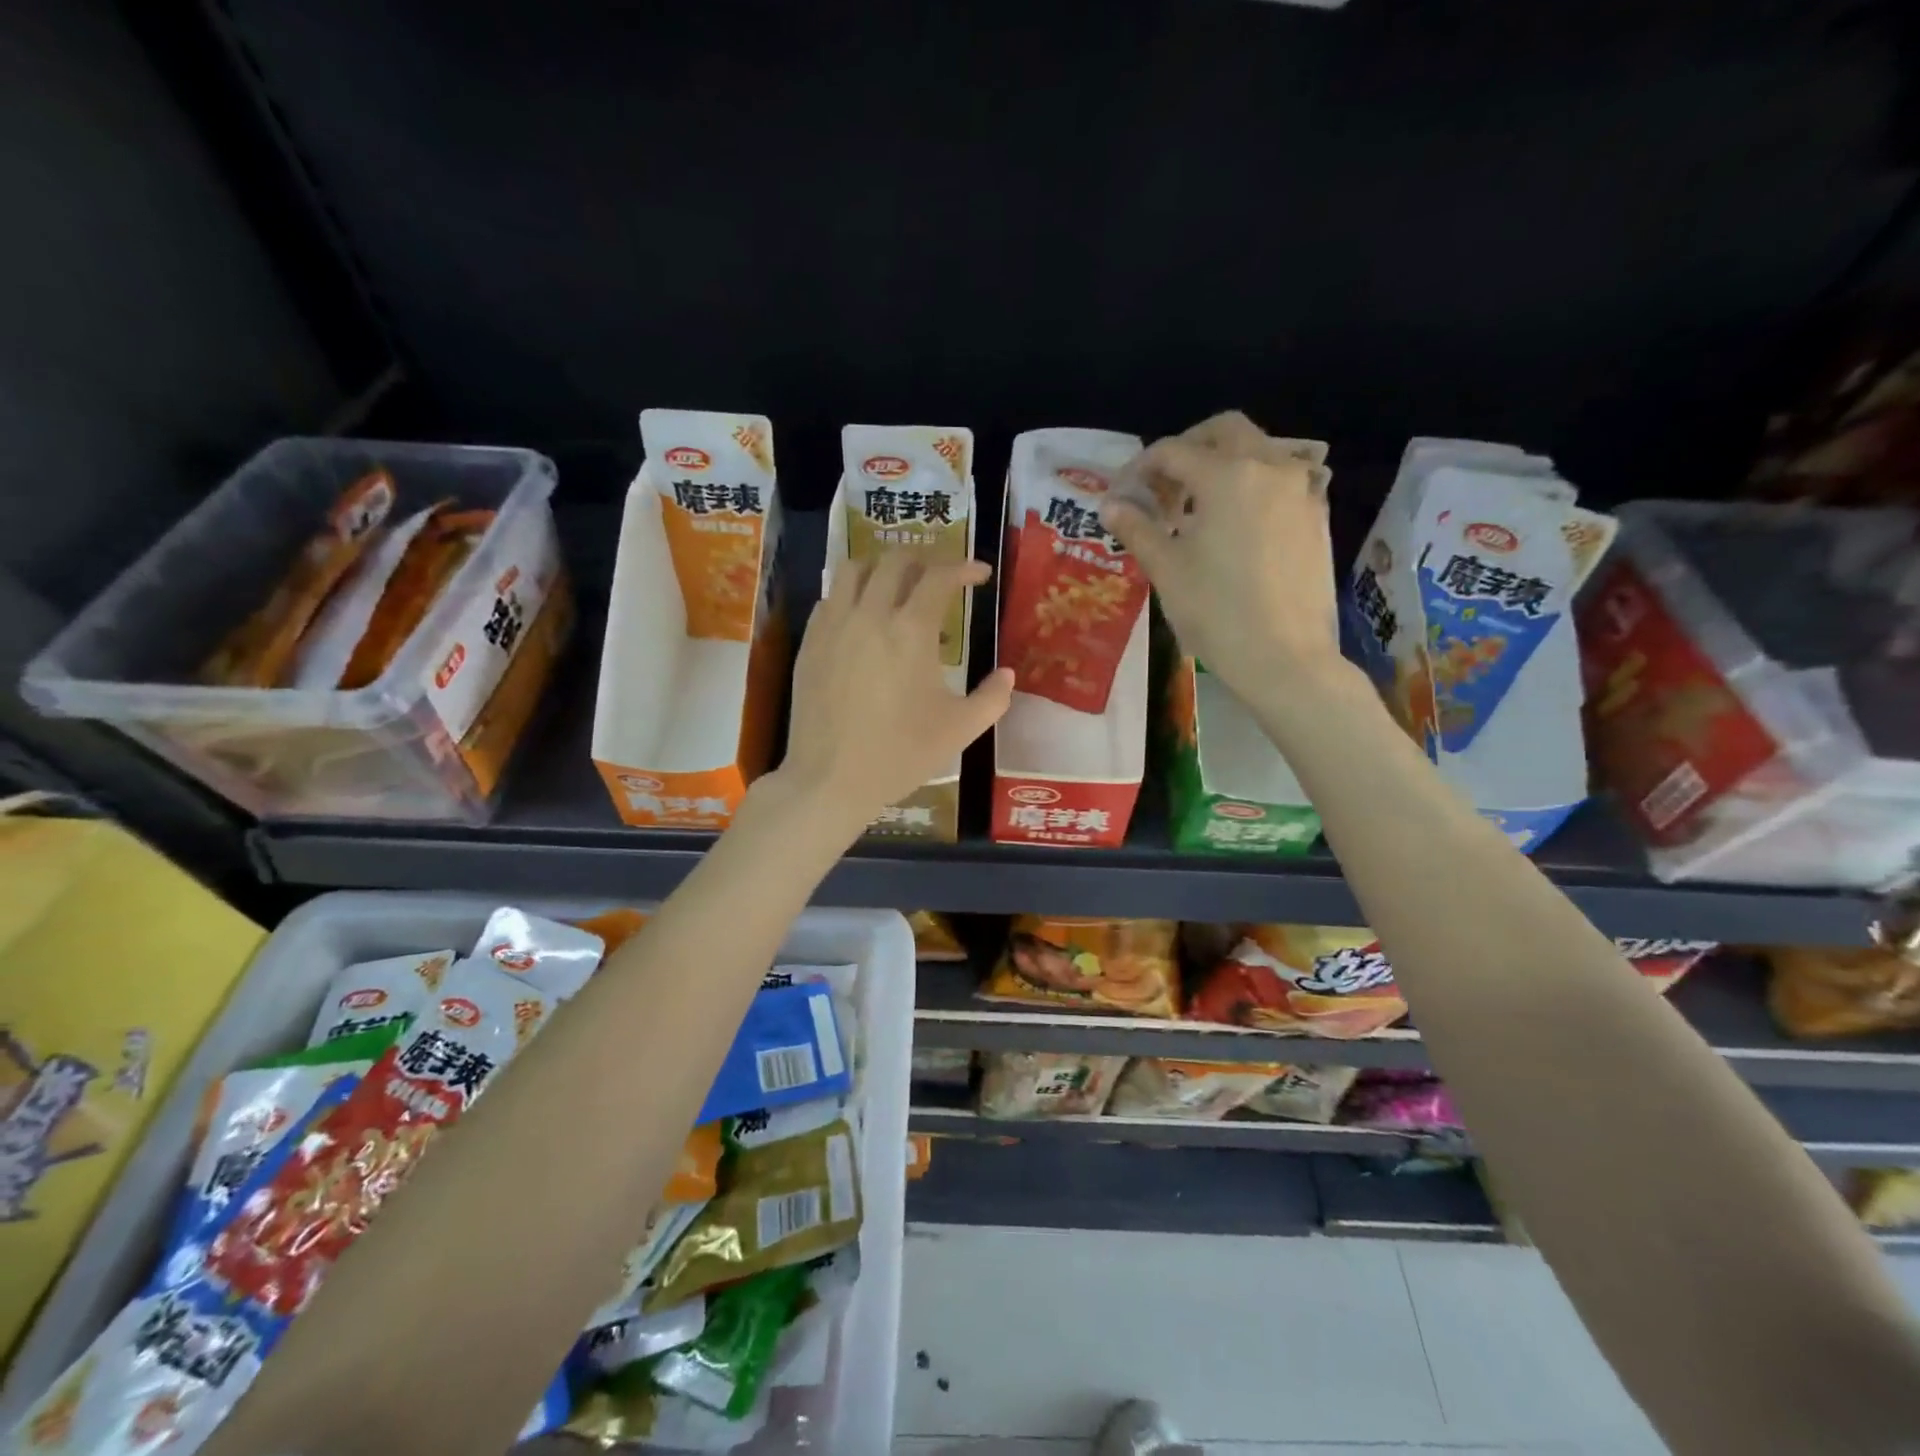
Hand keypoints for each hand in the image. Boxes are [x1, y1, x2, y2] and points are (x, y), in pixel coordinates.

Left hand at [768, 555, 1013, 835]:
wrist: (830, 779)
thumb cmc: (900, 754)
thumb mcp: (960, 730)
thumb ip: (992, 698)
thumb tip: (1007, 675)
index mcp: (911, 631)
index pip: (940, 576)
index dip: (964, 567)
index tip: (980, 574)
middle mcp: (870, 615)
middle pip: (895, 560)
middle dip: (925, 559)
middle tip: (940, 577)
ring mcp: (833, 626)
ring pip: (854, 570)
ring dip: (882, 567)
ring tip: (897, 585)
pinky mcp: (809, 644)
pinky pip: (829, 599)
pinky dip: (851, 594)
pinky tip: (862, 618)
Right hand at [1104, 410, 1345, 703]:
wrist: (1286, 658)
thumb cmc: (1217, 613)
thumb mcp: (1167, 570)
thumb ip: (1137, 528)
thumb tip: (1111, 505)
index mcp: (1226, 476)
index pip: (1173, 451)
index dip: (1140, 468)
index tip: (1123, 494)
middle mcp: (1269, 468)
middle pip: (1225, 431)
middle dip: (1188, 448)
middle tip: (1164, 486)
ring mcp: (1301, 490)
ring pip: (1259, 451)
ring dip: (1223, 465)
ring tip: (1198, 509)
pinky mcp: (1317, 516)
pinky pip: (1282, 480)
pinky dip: (1252, 486)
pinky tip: (1236, 526)